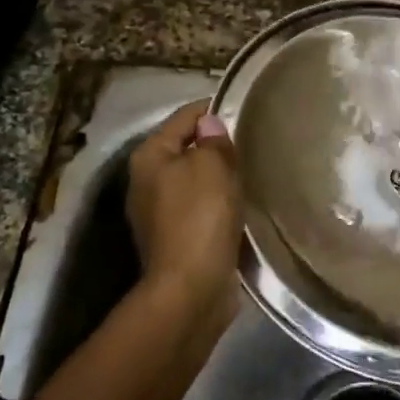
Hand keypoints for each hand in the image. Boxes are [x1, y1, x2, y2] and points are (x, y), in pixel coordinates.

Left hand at [125, 100, 243, 311]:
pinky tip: (241, 205)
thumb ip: (212, 140)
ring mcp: (158, 213)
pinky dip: (219, 204)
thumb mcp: (211, 167)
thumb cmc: (199, 218)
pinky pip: (201, 208)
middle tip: (253, 143)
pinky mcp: (175, 239)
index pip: (184, 117)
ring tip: (251, 172)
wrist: (191, 290)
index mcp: (149, 156)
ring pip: (195, 180)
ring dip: (219, 177)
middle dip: (217, 145)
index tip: (246, 109)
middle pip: (187, 148)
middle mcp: (146, 181)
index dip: (214, 109)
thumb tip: (210, 124)